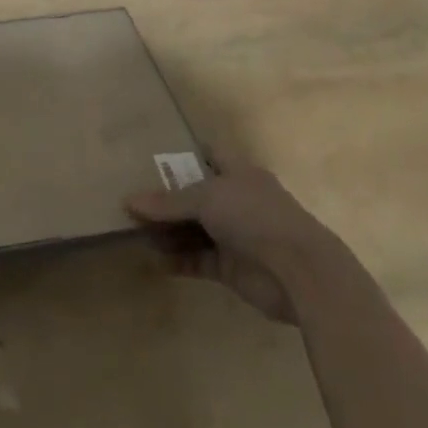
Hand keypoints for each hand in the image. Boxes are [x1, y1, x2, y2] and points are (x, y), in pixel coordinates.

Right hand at [126, 158, 337, 324]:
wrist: (299, 272)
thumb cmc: (253, 216)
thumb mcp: (206, 198)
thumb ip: (168, 202)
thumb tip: (128, 201)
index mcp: (238, 173)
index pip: (209, 155)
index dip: (184, 155)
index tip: (153, 159)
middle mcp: (237, 201)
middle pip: (196, 196)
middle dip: (167, 200)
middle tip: (133, 202)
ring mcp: (236, 235)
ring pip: (195, 230)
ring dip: (169, 232)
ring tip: (135, 232)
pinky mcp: (232, 268)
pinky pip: (199, 260)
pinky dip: (179, 261)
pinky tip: (154, 260)